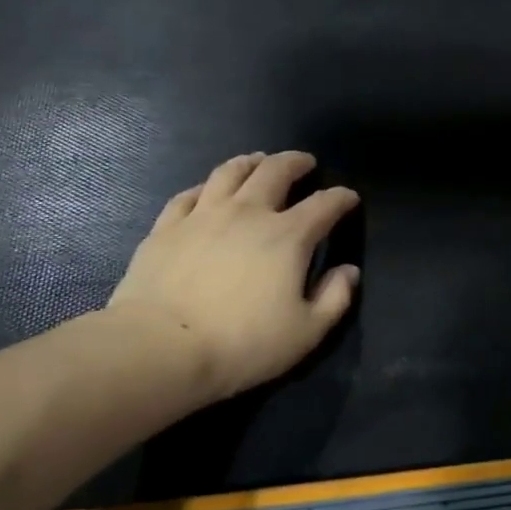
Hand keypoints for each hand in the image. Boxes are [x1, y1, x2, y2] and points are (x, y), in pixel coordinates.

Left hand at [106, 151, 360, 401]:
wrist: (161, 348)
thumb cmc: (242, 344)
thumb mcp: (306, 332)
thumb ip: (335, 298)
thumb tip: (348, 271)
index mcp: (288, 236)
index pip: (324, 204)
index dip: (341, 198)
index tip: (349, 198)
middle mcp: (248, 213)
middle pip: (275, 171)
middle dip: (295, 162)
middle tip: (304, 163)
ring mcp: (203, 215)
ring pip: (230, 172)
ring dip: (250, 162)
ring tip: (259, 161)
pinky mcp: (166, 227)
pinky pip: (188, 195)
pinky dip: (205, 187)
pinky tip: (207, 191)